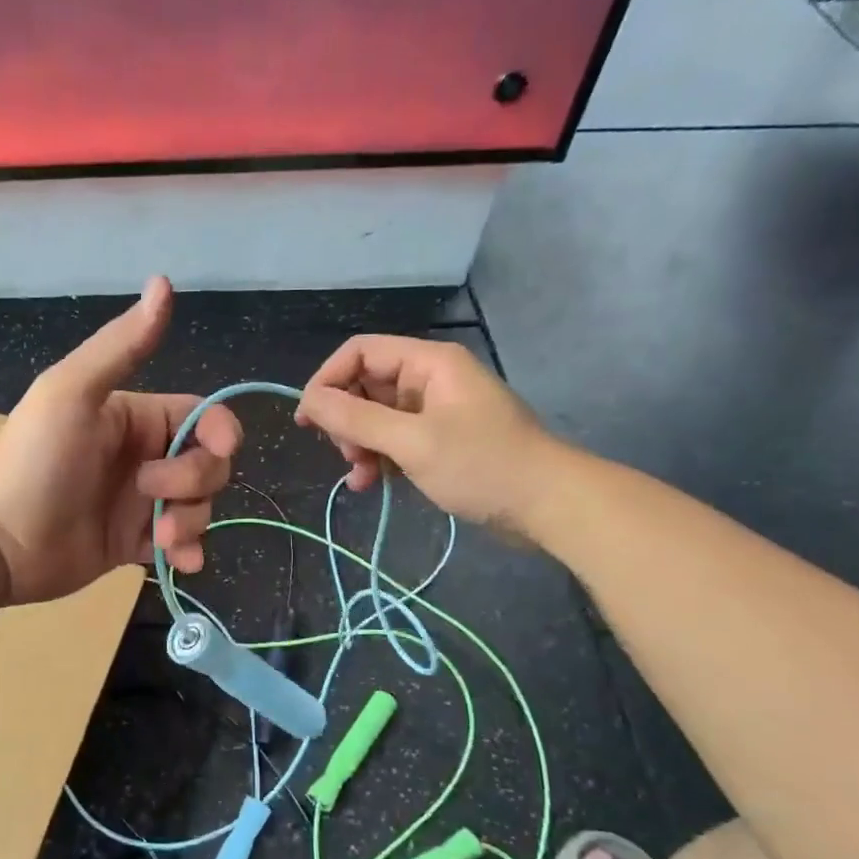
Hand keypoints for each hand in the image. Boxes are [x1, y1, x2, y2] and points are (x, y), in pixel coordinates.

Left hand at [0, 277, 241, 604]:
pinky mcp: (132, 544)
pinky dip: (188, 552)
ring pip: (199, 506)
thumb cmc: (32, 461)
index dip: (217, 432)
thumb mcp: (71, 393)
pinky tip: (178, 562)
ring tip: (157, 538)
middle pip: (207, 464)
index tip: (217, 450)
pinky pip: (180, 545)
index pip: (201, 417)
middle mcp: (143, 457)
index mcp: (134, 417)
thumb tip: (164, 281)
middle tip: (150, 495)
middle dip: (196, 482)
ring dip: (192, 522)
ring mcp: (139, 504)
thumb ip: (121, 346)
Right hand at [295, 335, 567, 533]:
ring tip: (361, 476)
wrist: (549, 505)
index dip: (327, 380)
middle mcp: (429, 380)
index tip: (308, 420)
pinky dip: (379, 459)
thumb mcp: (412, 442)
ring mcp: (436, 412)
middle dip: (346, 420)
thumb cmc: (482, 465)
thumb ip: (356, 418)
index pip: (360, 353)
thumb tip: (308, 400)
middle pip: (365, 385)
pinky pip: (395, 440)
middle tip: (347, 455)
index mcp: (428, 363)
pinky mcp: (440, 441)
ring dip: (360, 445)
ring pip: (377, 417)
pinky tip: (372, 485)